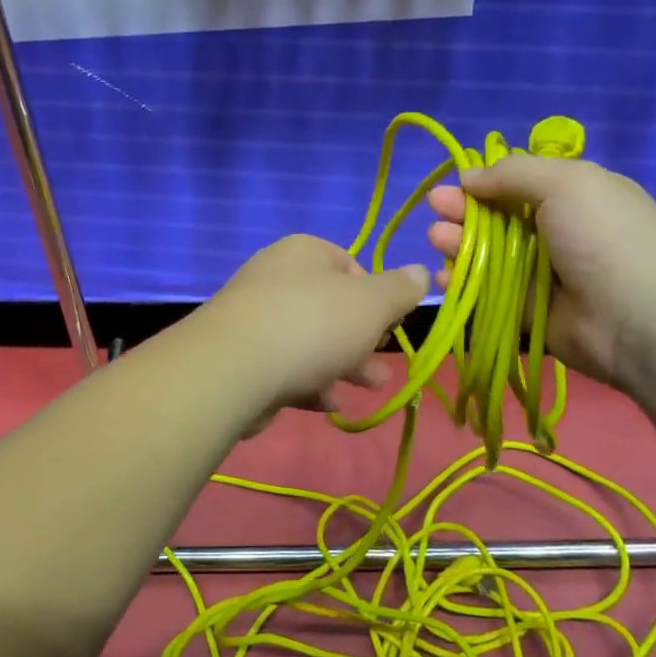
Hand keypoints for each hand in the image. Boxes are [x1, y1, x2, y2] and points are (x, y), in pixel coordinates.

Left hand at [197, 234, 427, 429]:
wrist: (234, 368)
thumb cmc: (313, 324)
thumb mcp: (372, 303)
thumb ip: (400, 289)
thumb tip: (421, 272)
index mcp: (304, 252)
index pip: (350, 265)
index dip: (377, 296)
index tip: (392, 325)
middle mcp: (276, 277)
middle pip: (331, 307)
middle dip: (363, 339)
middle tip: (384, 366)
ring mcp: (255, 317)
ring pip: (310, 340)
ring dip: (343, 365)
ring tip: (369, 388)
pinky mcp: (241, 356)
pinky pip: (285, 366)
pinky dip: (310, 382)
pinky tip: (328, 404)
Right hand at [425, 156, 655, 390]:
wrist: (641, 318)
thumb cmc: (605, 237)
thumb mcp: (566, 182)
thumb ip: (513, 173)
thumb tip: (469, 178)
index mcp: (572, 197)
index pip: (517, 185)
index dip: (482, 183)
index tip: (452, 185)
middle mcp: (555, 234)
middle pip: (496, 220)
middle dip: (462, 213)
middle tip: (434, 211)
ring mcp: (541, 276)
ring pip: (487, 257)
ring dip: (457, 246)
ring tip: (437, 241)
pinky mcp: (528, 314)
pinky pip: (487, 296)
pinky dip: (464, 286)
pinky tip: (444, 278)